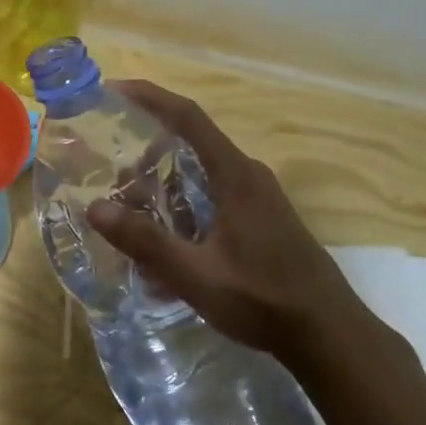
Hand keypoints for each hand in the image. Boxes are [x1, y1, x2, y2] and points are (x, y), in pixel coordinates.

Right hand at [87, 80, 371, 360]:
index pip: (187, 116)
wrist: (330, 335)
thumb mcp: (197, 276)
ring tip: (130, 209)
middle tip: (110, 172)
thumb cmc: (264, 300)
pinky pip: (213, 195)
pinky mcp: (262, 218)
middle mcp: (247, 174)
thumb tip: (95, 209)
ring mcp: (258, 196)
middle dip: (147, 150)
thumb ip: (146, 242)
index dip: (149, 96)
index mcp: (235, 174)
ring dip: (164, 183)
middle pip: (190, 143)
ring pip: (200, 173)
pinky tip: (166, 241)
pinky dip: (182, 204)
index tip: (113, 89)